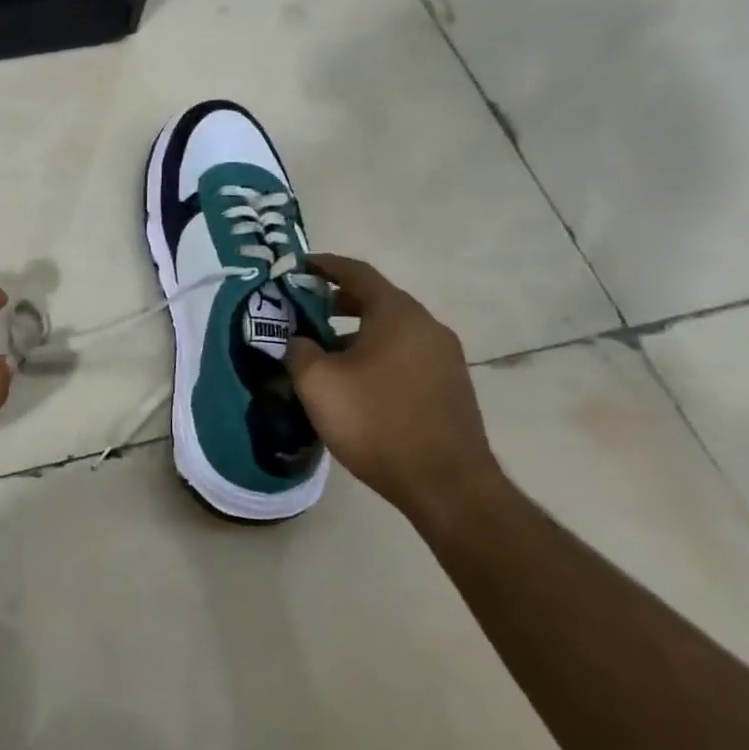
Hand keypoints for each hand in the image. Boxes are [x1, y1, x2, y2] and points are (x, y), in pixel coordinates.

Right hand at [284, 253, 504, 522]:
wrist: (446, 484)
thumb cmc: (376, 422)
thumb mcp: (318, 383)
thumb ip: (299, 351)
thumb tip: (298, 341)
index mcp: (397, 314)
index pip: (357, 273)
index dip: (324, 265)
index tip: (298, 266)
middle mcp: (427, 326)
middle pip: (377, 300)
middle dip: (337, 301)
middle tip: (303, 311)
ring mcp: (445, 357)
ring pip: (391, 330)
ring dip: (355, 331)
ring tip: (323, 352)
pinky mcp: (450, 385)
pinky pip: (405, 354)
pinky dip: (376, 353)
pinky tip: (355, 382)